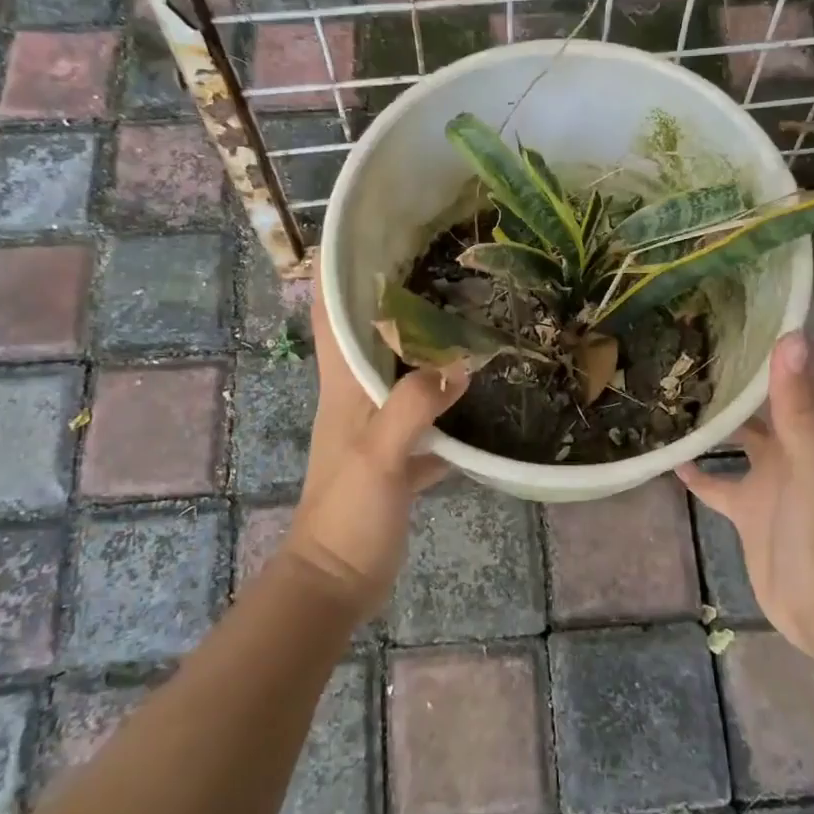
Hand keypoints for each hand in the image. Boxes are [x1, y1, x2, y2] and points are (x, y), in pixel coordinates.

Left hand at [279, 268, 469, 621]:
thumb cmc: (347, 513)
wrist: (338, 580)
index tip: (359, 232)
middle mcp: (357, 396)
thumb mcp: (379, 456)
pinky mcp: (399, 457)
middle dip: (392, 298)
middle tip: (436, 263)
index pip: (328, 314)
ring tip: (465, 315)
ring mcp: (378, 427)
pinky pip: (427, 418)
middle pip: (369, 335)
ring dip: (425, 347)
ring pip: (401, 373)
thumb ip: (413, 407)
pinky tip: (484, 394)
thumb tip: (460, 365)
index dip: (333, 270)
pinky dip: (449, 404)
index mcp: (342, 385)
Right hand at [677, 331, 813, 654]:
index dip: (769, 342)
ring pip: (734, 438)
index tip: (736, 308)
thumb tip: (791, 336)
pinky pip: (715, 483)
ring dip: (710, 418)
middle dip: (731, 377)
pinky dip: (695, 470)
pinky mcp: (744, 510)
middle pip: (758, 403)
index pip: (789, 374)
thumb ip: (800, 405)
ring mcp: (765, 480)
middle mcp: (788, 447)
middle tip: (688, 344)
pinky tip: (668, 455)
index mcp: (809, 429)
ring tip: (670, 389)